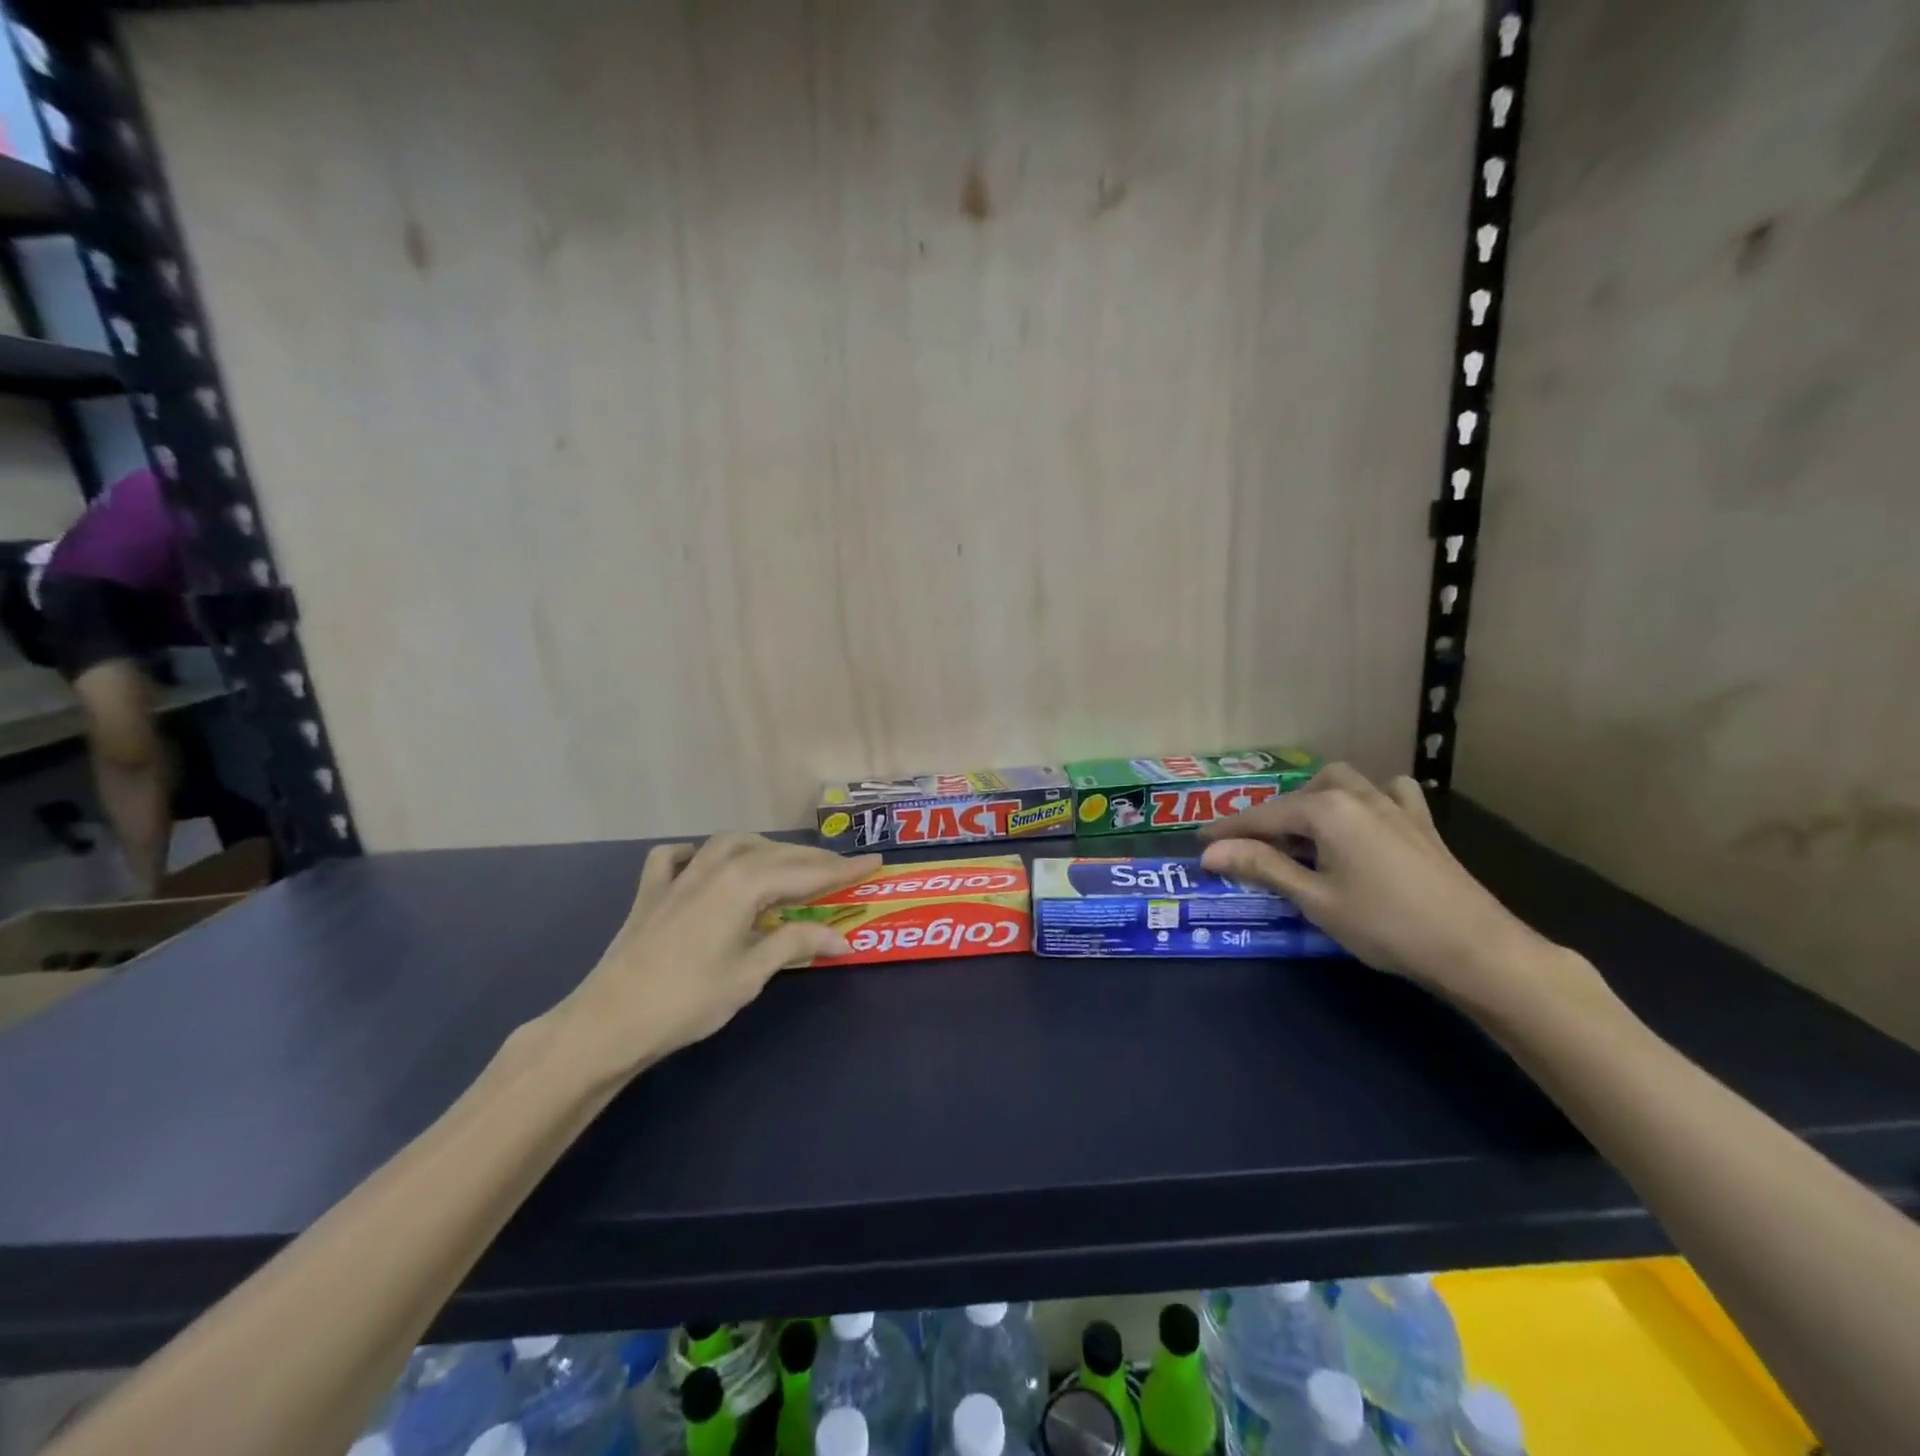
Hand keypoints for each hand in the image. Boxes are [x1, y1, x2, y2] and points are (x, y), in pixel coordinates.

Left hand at [553, 835, 880, 1076]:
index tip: (875, 862)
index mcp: (743, 884)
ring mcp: (679, 876)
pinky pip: (677, 857)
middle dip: (812, 861)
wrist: (608, 1022)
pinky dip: (696, 853)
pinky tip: (703, 861)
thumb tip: (843, 937)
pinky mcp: (652, 892)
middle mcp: (714, 867)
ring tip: (786, 864)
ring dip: (764, 849)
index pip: (806, 873)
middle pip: (774, 855)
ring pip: (730, 845)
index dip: (843, 870)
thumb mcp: (751, 973)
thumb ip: (796, 943)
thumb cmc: (688, 1000)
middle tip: (843, 870)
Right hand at [1199, 764, 1595, 1008]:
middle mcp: (1356, 795)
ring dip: (1314, 799)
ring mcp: (1393, 805)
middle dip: (1271, 817)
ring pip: (1341, 783)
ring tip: (1303, 833)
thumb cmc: (1385, 925)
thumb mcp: (1314, 898)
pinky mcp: (1420, 822)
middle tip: (1253, 850)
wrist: (1474, 948)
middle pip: (1299, 796)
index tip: (1199, 844)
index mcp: (1326, 810)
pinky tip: (1366, 819)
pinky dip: (1368, 798)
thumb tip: (1211, 853)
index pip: (1262, 817)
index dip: (1227, 831)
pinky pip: (1388, 792)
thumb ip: (1262, 867)